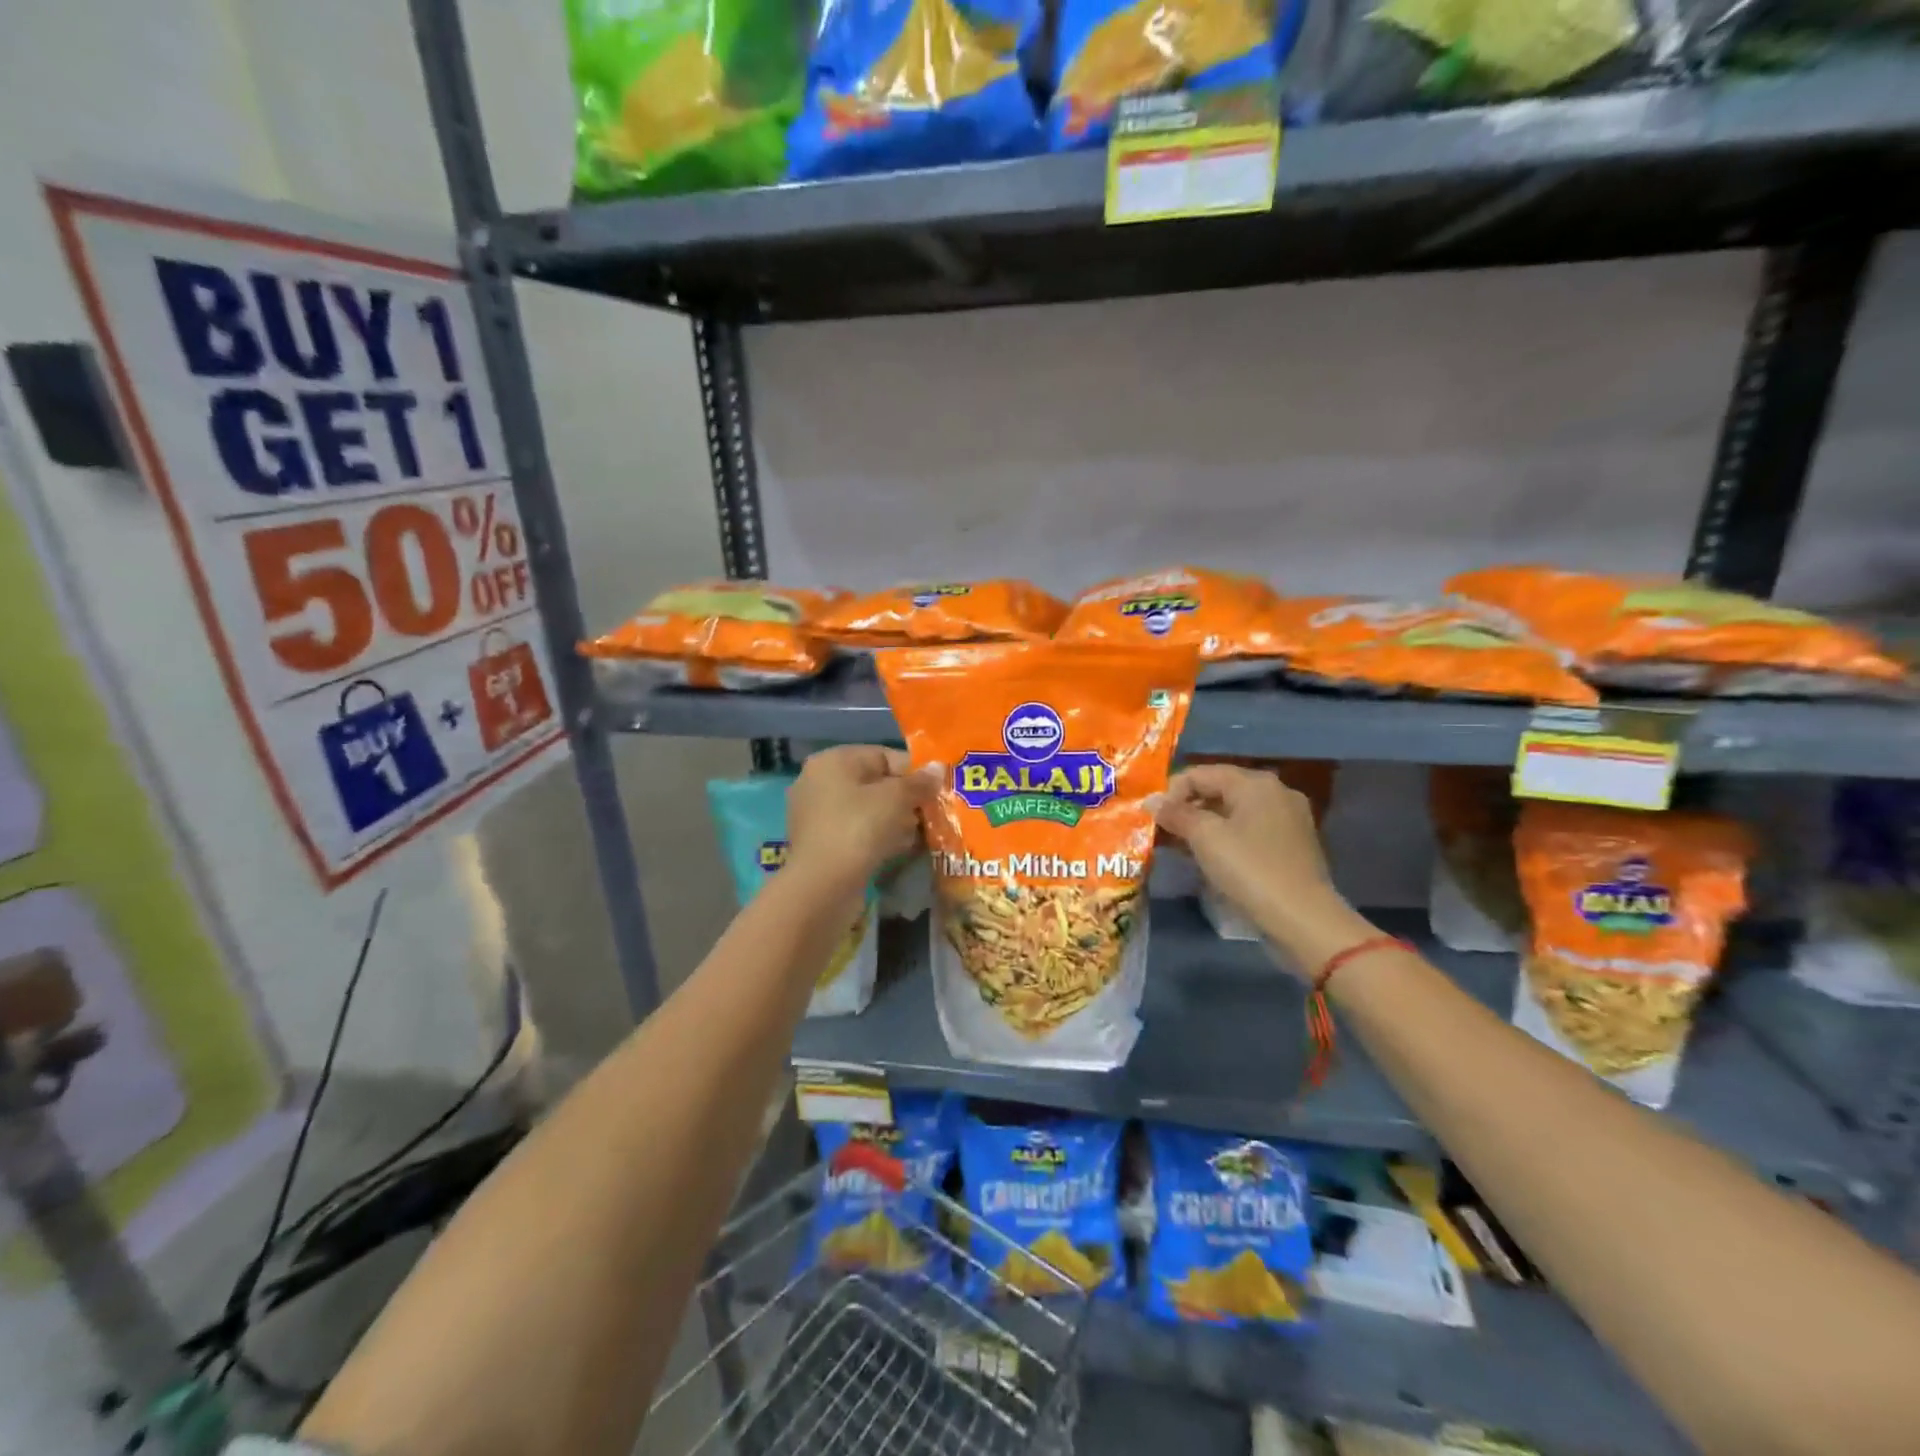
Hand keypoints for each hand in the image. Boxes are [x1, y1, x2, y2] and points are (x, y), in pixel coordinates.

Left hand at [786, 745, 941, 891]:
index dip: (913, 772)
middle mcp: (819, 782)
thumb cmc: (859, 829)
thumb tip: (937, 767)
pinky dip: (877, 837)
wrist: (822, 886)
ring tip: (917, 836)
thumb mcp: (896, 799)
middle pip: (875, 783)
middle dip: (905, 799)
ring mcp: (816, 814)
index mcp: (833, 761)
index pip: (883, 756)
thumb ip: (919, 782)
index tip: (935, 792)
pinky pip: (856, 831)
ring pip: (867, 810)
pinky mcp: (820, 843)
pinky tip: (897, 851)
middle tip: (929, 815)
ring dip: (894, 820)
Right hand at [1157, 764, 1367, 973]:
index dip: (1172, 792)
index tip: (1154, 819)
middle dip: (1189, 808)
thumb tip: (1152, 801)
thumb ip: (1176, 814)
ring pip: (1235, 812)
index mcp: (1256, 783)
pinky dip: (1228, 838)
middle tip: (1165, 832)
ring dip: (1206, 825)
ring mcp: (1289, 819)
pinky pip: (1251, 831)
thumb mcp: (1205, 838)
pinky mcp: (1294, 845)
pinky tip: (1214, 859)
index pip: (1201, 773)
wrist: (1302, 919)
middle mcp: (1277, 792)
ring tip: (1184, 847)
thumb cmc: (1250, 869)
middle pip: (1220, 789)